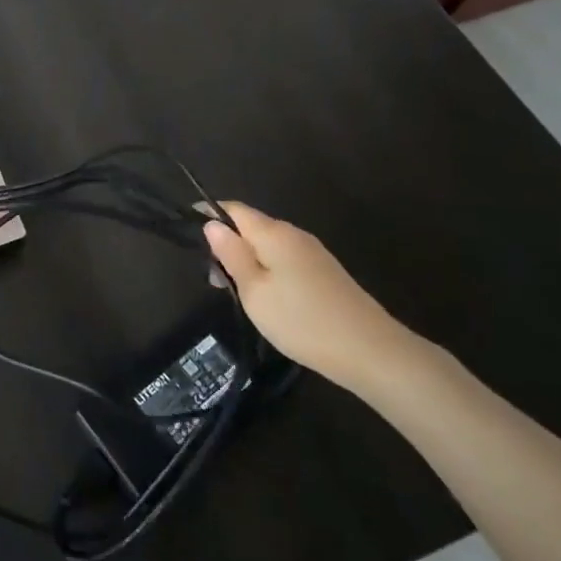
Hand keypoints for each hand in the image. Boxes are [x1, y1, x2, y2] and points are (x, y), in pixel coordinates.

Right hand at [204, 201, 407, 388]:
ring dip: (247, 260)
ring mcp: (313, 253)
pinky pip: (285, 260)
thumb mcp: (254, 291)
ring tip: (237, 293)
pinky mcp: (325, 272)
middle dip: (228, 244)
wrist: (370, 351)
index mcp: (273, 233)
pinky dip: (267, 270)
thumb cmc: (302, 320)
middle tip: (214, 280)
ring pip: (268, 245)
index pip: (233, 209)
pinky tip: (267, 298)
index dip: (209, 215)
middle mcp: (294, 234)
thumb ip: (232, 255)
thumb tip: (212, 224)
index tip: (190, 235)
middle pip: (251, 226)